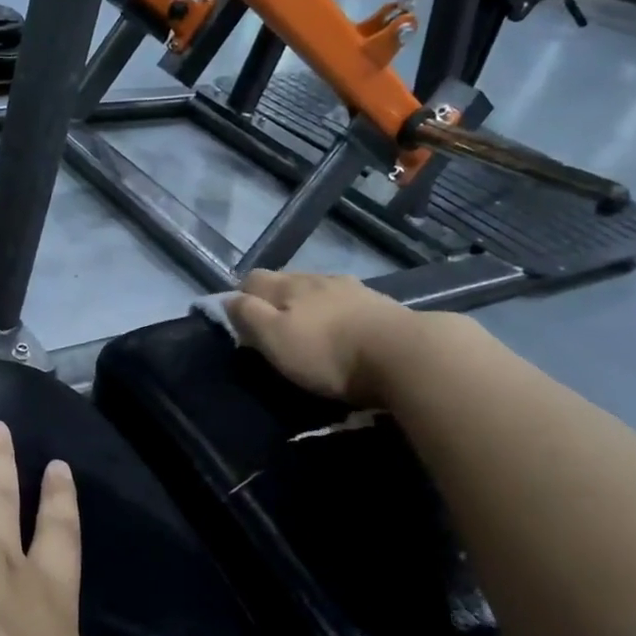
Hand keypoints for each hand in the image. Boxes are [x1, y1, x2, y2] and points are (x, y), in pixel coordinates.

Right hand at [225, 269, 421, 403]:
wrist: (406, 356)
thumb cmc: (329, 353)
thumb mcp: (275, 339)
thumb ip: (248, 316)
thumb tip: (228, 299)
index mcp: (289, 286)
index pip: (253, 279)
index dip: (242, 297)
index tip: (242, 323)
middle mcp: (319, 279)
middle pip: (287, 282)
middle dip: (277, 301)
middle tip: (275, 331)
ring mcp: (354, 289)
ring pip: (320, 290)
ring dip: (311, 306)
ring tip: (312, 331)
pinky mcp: (382, 306)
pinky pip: (349, 303)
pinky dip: (340, 315)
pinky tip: (346, 332)